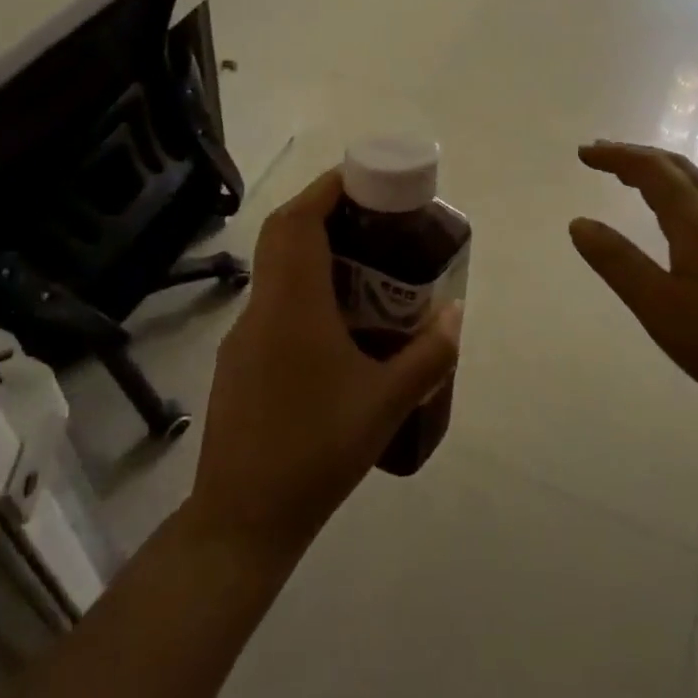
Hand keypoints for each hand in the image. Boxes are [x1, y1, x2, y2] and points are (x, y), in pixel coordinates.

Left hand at [191, 170, 462, 557]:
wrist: (243, 519)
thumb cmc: (318, 451)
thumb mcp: (388, 402)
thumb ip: (430, 353)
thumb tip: (457, 312)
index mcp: (293, 306)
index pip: (298, 221)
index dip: (328, 189)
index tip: (365, 178)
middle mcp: (262, 309)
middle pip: (284, 235)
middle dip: (325, 211)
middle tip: (374, 216)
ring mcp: (244, 336)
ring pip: (277, 270)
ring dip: (316, 252)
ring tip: (367, 266)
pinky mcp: (240, 362)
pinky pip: (275, 304)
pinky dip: (306, 290)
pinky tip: (340, 325)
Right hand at [569, 141, 697, 444]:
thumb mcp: (658, 306)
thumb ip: (617, 262)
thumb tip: (579, 223)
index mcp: (696, 221)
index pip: (651, 170)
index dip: (616, 156)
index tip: (582, 153)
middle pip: (677, 168)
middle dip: (637, 156)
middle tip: (601, 155)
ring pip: (695, 185)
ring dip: (659, 173)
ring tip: (629, 178)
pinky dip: (677, 194)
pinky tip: (673, 219)